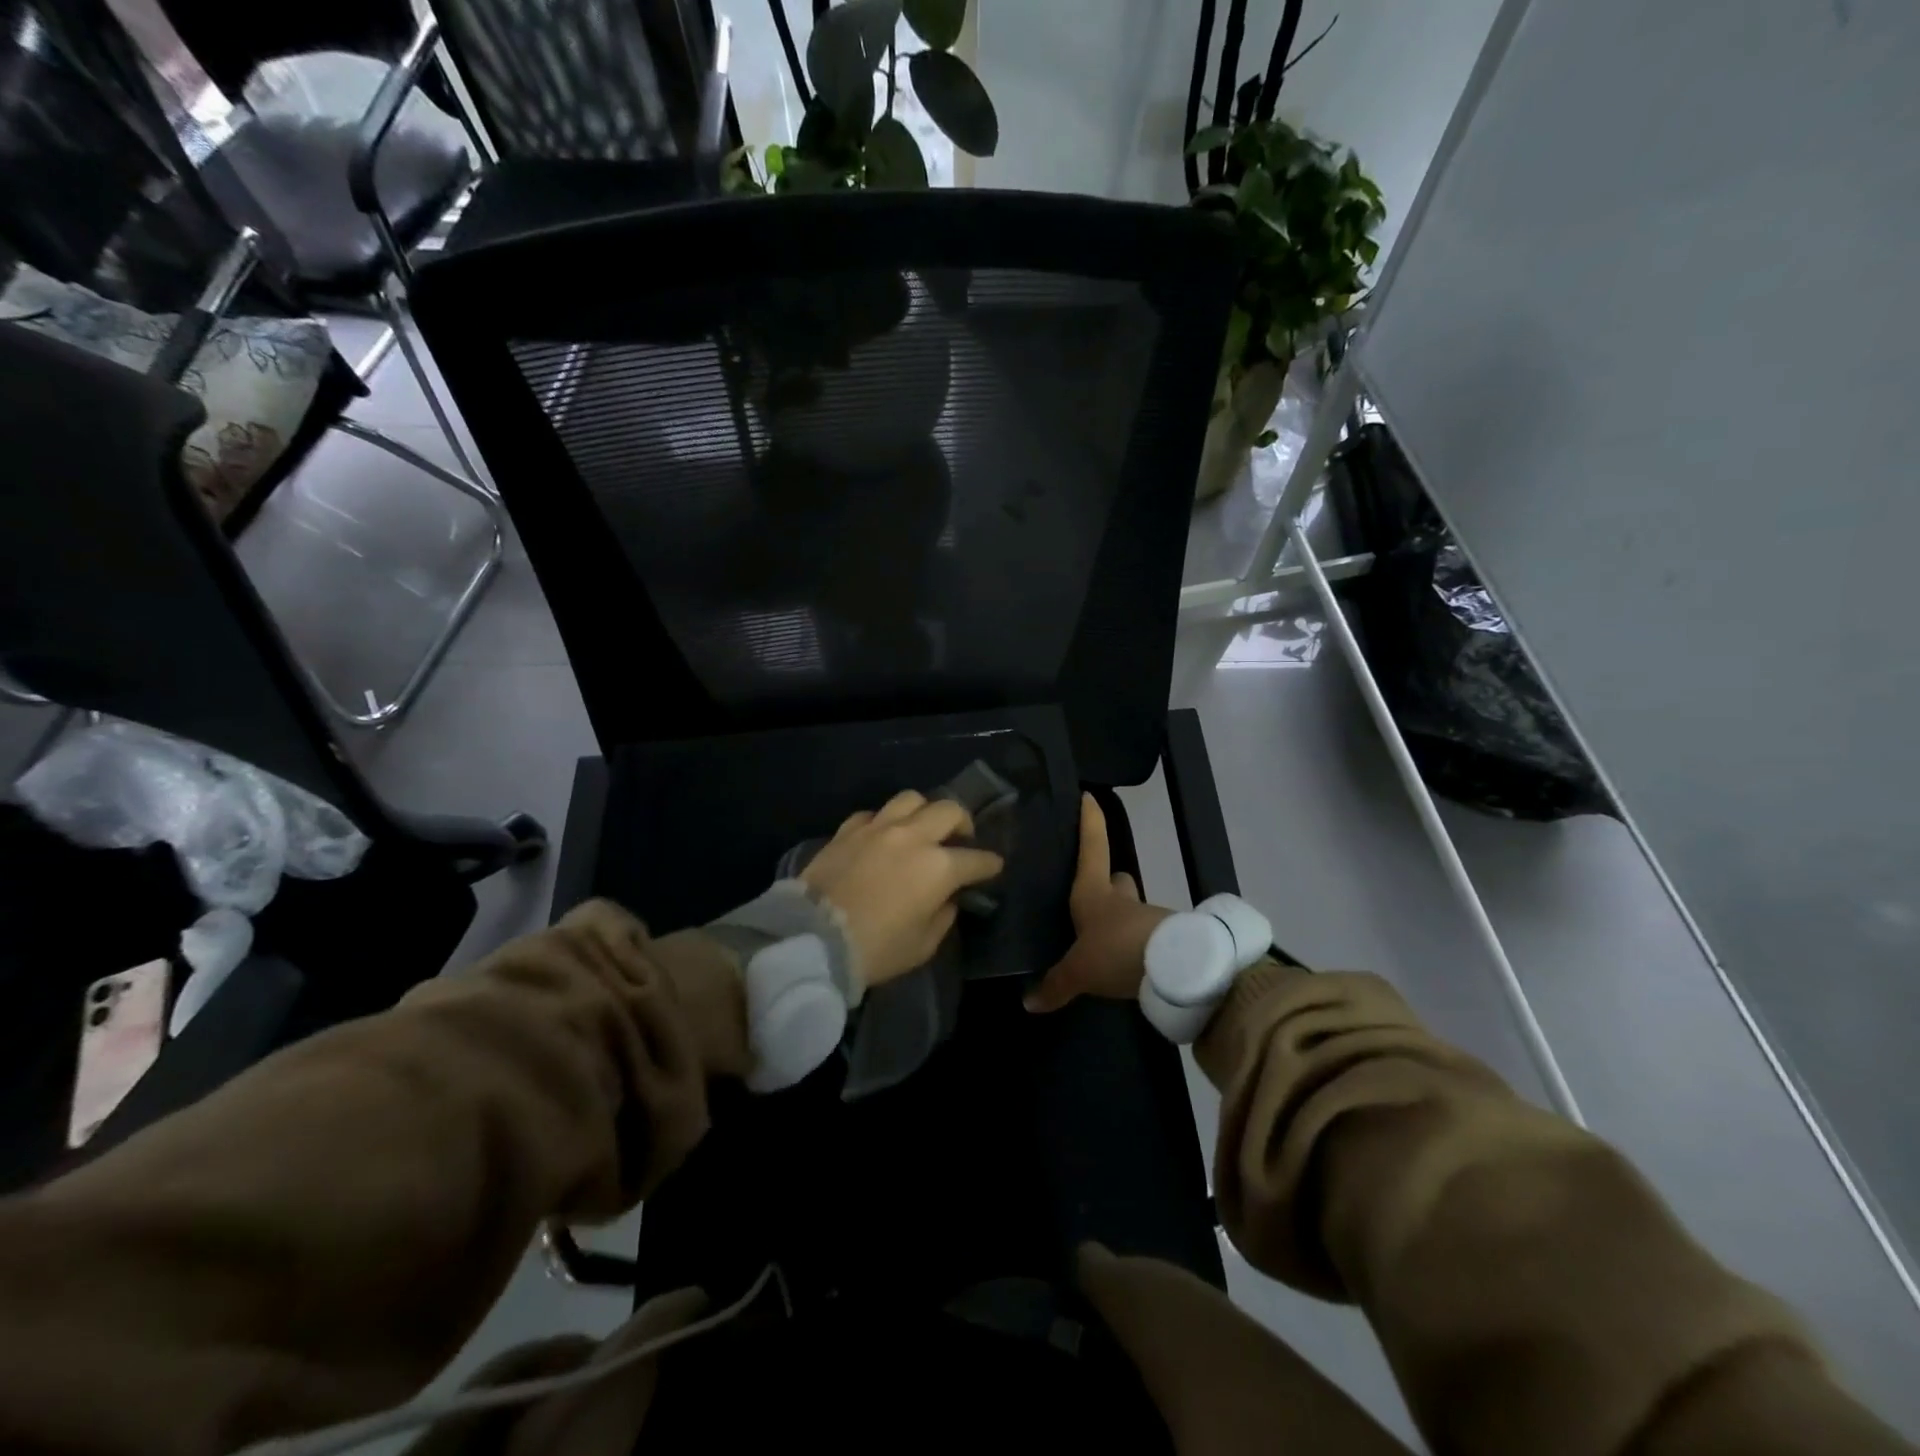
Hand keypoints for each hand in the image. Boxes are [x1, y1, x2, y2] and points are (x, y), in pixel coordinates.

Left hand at [801, 790, 1004, 989]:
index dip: (989, 864)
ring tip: (921, 828)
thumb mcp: (923, 945)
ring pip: (911, 799)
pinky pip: (873, 814)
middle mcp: (913, 837)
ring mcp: (878, 828)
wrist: (813, 939)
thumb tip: (947, 899)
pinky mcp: (848, 829)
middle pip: (949, 810)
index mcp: (939, 867)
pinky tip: (881, 837)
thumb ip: (943, 916)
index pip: (977, 859)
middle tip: (960, 839)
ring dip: (923, 812)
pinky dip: (883, 822)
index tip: (993, 867)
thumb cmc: (876, 950)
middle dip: (963, 823)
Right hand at [1024, 793, 1172, 1012]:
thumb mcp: (1080, 972)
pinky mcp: (1165, 941)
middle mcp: (1120, 899)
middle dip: (1108, 882)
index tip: (1089, 796)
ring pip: (1131, 910)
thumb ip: (1056, 985)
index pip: (1092, 847)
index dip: (1090, 822)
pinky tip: (1123, 963)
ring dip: (1120, 920)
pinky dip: (1134, 946)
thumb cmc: (1116, 951)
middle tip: (1092, 892)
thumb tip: (1027, 1003)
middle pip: (1116, 879)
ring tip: (1101, 940)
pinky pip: (1143, 938)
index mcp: (1094, 893)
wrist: (1178, 970)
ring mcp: (1146, 918)